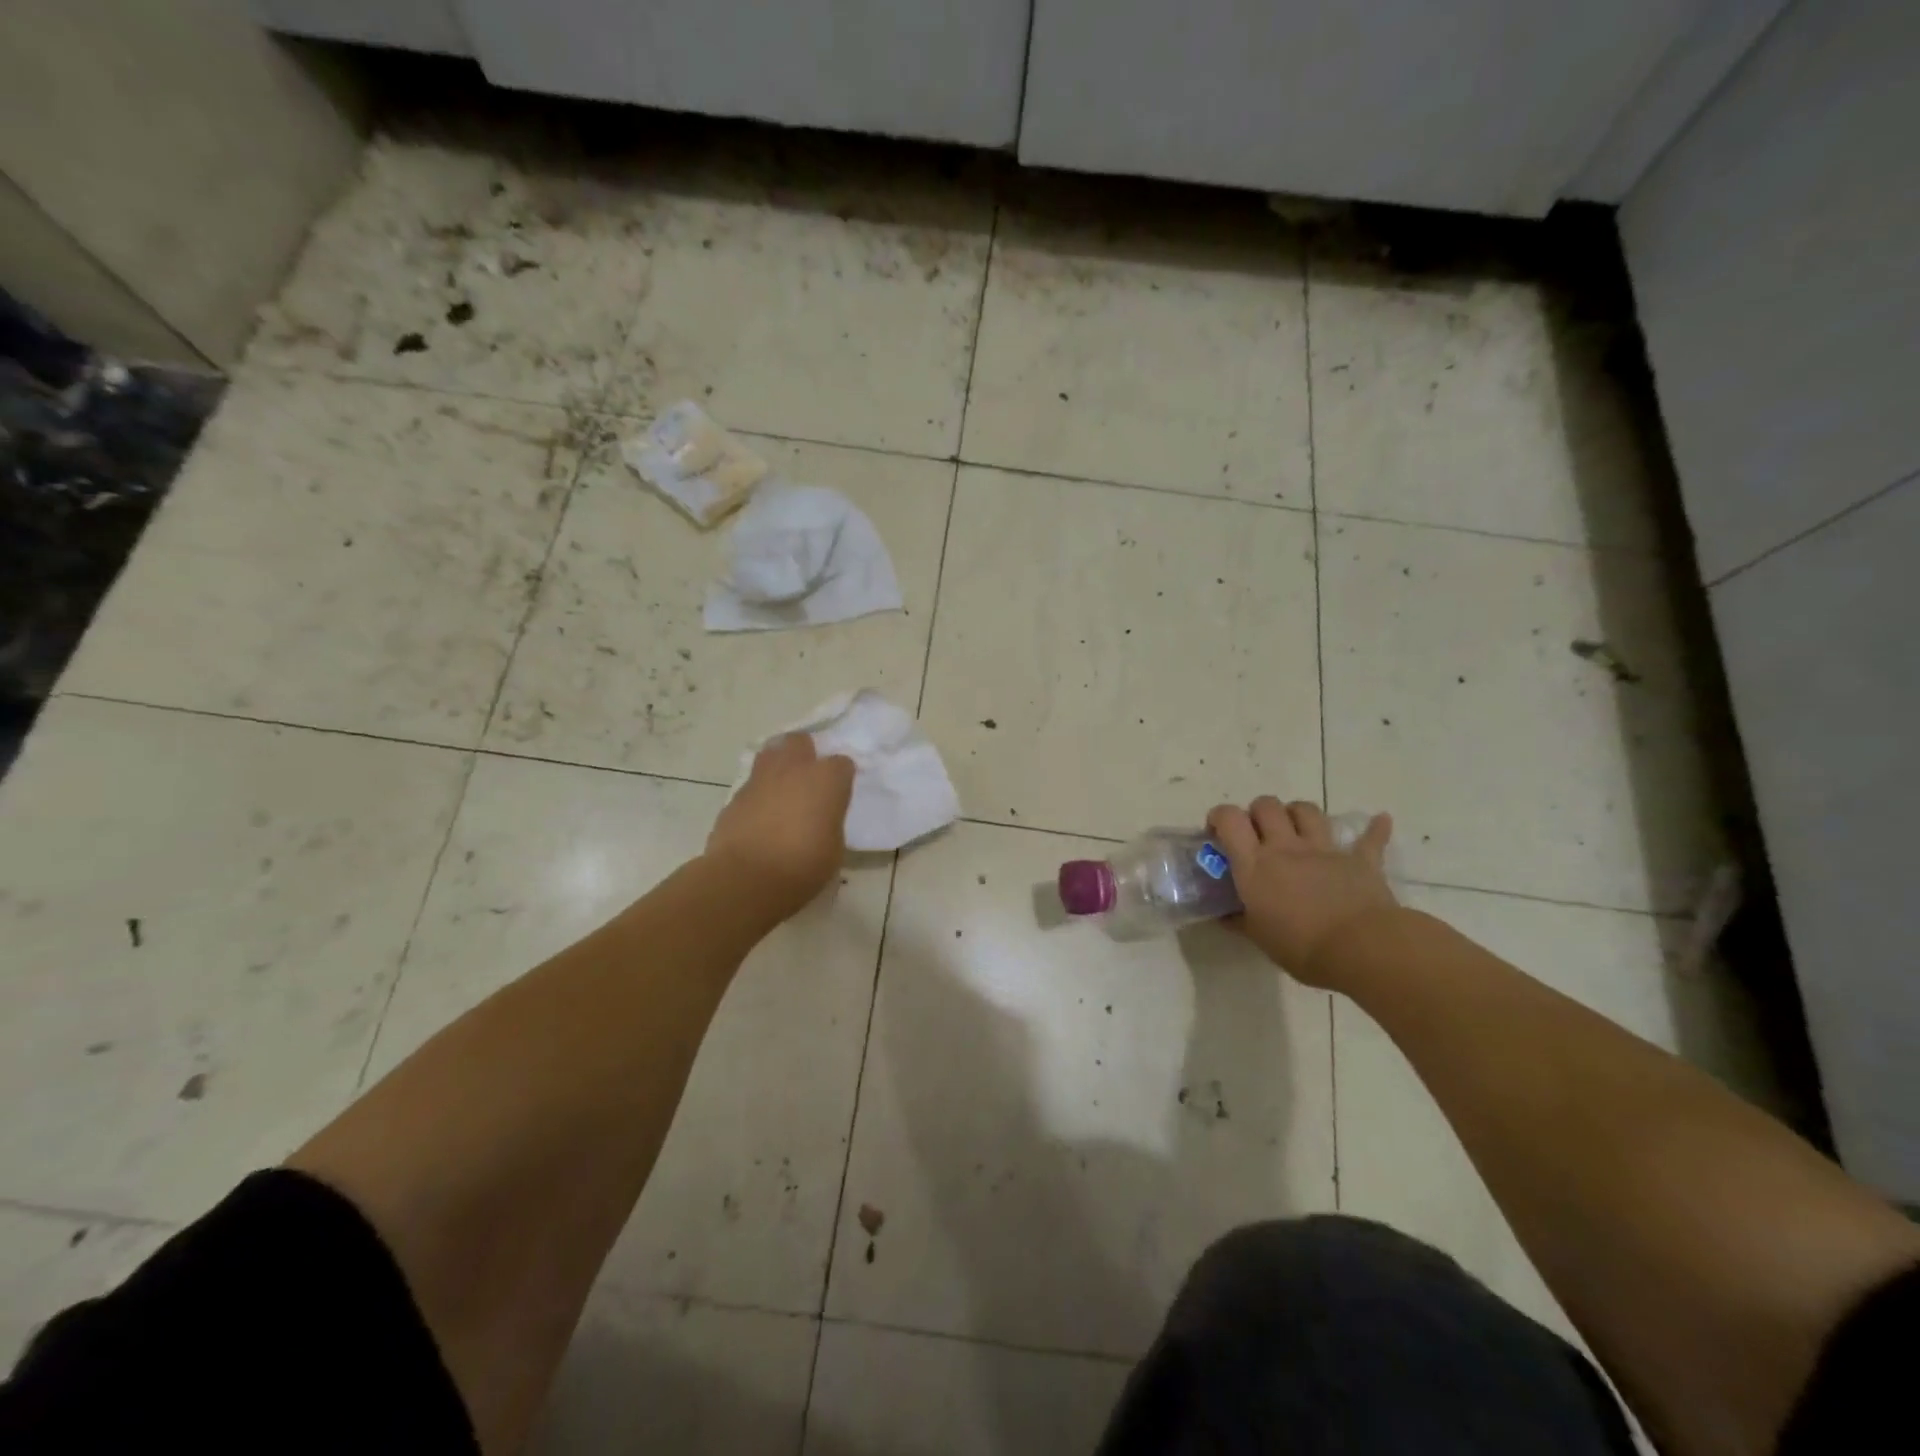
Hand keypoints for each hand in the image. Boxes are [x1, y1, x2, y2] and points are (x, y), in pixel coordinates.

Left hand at [706, 735, 854, 919]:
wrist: (746, 878)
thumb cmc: (803, 865)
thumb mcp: (834, 847)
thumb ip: (829, 822)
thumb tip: (819, 819)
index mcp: (826, 779)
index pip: (842, 763)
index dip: (840, 779)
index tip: (838, 796)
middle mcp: (794, 769)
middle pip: (800, 741)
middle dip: (805, 754)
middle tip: (807, 781)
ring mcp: (760, 780)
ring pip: (770, 754)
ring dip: (778, 767)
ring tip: (781, 791)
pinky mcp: (734, 796)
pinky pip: (751, 786)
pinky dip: (757, 796)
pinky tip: (759, 819)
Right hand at [1207, 798, 1397, 988]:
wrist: (1361, 949)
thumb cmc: (1301, 947)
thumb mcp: (1259, 938)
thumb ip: (1240, 920)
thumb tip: (1224, 916)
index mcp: (1255, 864)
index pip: (1230, 820)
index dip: (1219, 817)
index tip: (1217, 832)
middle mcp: (1286, 847)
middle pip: (1267, 806)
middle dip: (1258, 812)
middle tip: (1257, 834)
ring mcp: (1324, 850)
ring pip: (1307, 811)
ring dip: (1297, 814)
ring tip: (1296, 829)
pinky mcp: (1360, 860)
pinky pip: (1369, 838)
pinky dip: (1374, 829)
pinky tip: (1379, 820)